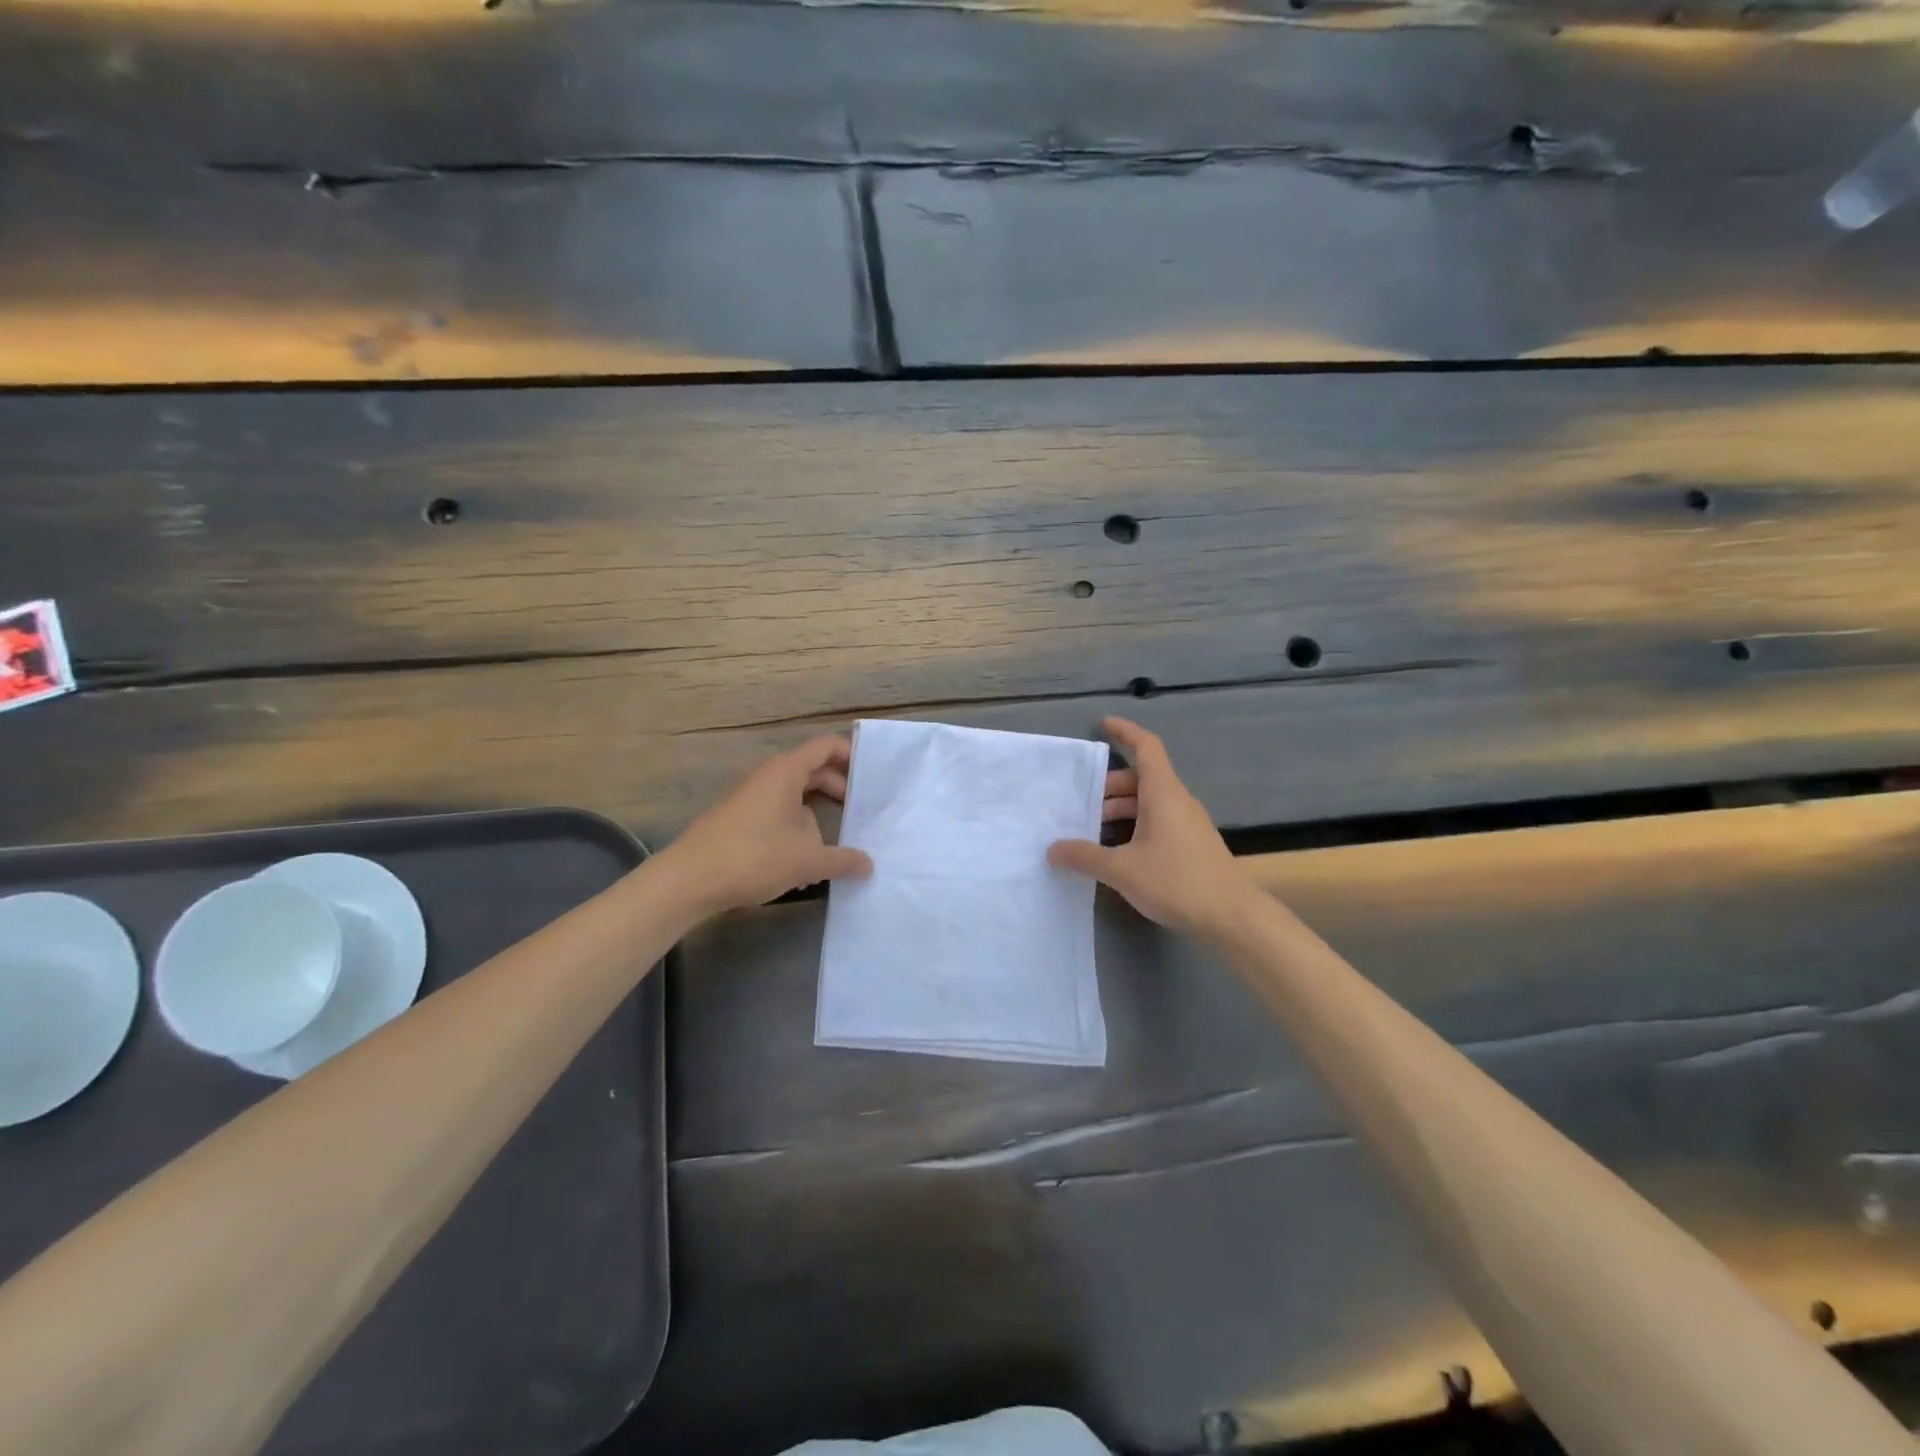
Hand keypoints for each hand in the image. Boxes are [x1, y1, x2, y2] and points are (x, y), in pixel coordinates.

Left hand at [657, 736, 872, 916]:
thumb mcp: (807, 861)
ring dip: (819, 815)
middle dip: (841, 789)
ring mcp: (753, 798)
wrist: (688, 880)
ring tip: (840, 844)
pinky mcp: (741, 819)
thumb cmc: (752, 857)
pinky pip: (780, 813)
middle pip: (814, 770)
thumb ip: (843, 861)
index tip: (875, 776)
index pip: (827, 746)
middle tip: (865, 811)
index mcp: (787, 771)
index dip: (852, 756)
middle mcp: (770, 777)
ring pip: (796, 796)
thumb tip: (868, 864)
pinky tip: (806, 863)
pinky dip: (799, 828)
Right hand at [1048, 717, 1252, 936]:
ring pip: (1148, 802)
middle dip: (1109, 786)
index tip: (1102, 724)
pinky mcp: (1191, 844)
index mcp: (1163, 793)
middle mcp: (1177, 801)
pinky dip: (1133, 825)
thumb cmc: (1177, 882)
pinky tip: (1116, 852)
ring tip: (1091, 831)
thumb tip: (1052, 849)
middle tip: (1079, 803)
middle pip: (1141, 778)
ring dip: (1120, 810)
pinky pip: (1157, 821)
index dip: (1125, 731)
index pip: (1146, 747)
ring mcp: (1187, 823)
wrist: (1233, 917)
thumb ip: (1085, 856)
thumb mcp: (1122, 870)